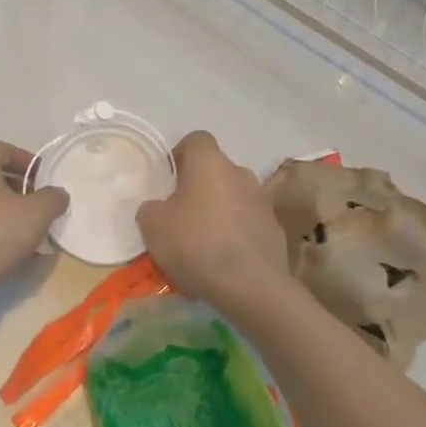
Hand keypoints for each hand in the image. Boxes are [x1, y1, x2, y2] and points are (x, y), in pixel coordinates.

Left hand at [0, 142, 68, 325]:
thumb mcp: (35, 214)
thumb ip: (52, 199)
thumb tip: (56, 194)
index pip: (7, 151)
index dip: (31, 165)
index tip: (49, 183)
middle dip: (23, 195)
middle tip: (43, 213)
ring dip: (11, 220)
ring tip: (34, 241)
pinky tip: (14, 259)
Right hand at [136, 131, 289, 315]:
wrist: (250, 286)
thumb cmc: (196, 244)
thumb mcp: (152, 226)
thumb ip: (150, 209)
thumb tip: (158, 208)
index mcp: (209, 163)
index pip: (196, 139)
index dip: (180, 155)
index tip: (169, 179)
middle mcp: (240, 174)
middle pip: (216, 171)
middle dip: (200, 188)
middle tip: (181, 215)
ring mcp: (263, 202)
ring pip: (234, 198)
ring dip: (219, 212)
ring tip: (203, 244)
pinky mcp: (275, 231)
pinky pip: (248, 224)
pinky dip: (236, 235)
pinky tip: (224, 262)